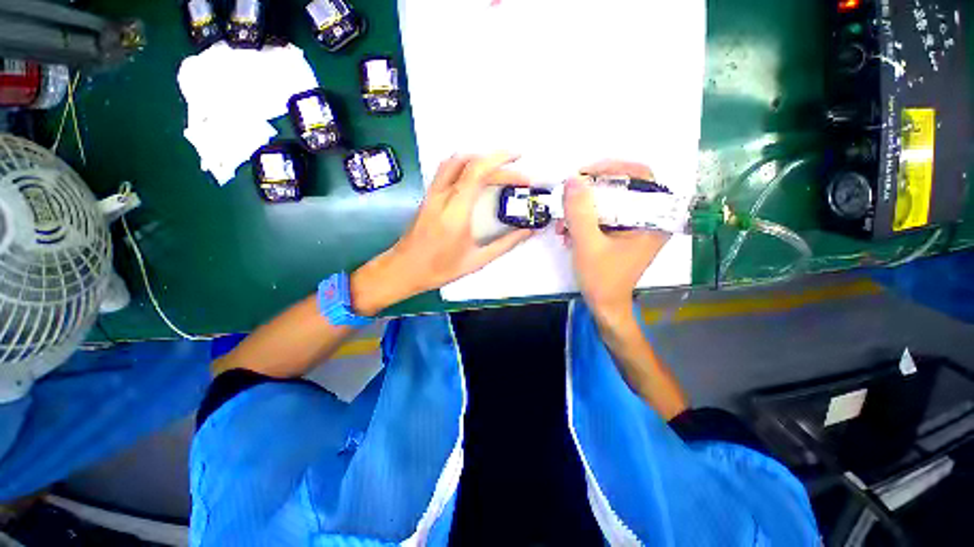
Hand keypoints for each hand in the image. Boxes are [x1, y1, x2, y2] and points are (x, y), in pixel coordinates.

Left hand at [352, 154, 533, 314]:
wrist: (404, 269)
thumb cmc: (440, 269)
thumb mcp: (477, 260)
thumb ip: (505, 244)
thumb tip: (528, 231)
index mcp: (456, 212)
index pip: (477, 172)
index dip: (500, 160)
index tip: (519, 160)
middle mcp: (442, 196)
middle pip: (469, 163)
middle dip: (497, 162)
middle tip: (517, 174)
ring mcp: (432, 193)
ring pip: (454, 161)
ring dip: (479, 159)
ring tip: (499, 169)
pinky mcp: (428, 196)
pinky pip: (446, 170)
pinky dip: (465, 164)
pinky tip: (476, 175)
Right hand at [558, 160, 669, 324]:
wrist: (604, 305)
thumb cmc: (602, 279)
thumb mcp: (587, 245)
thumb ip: (580, 213)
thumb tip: (572, 179)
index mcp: (653, 219)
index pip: (640, 176)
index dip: (612, 167)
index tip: (584, 174)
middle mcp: (648, 218)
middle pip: (621, 187)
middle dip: (589, 194)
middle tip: (567, 198)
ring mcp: (634, 226)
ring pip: (607, 202)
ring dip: (581, 210)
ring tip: (562, 226)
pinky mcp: (621, 233)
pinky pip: (602, 216)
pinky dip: (583, 220)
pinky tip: (567, 233)